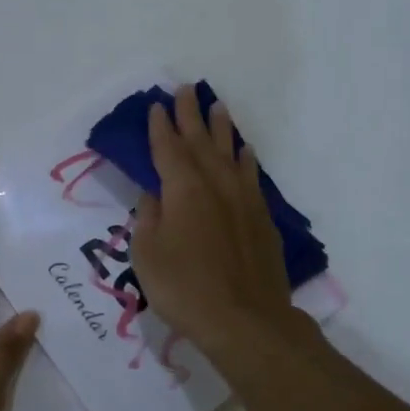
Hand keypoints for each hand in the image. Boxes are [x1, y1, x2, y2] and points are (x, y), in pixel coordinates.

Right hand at [130, 85, 295, 357]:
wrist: (246, 321)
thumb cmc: (184, 288)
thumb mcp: (147, 255)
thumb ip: (148, 218)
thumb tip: (155, 195)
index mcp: (183, 190)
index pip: (167, 149)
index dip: (160, 127)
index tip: (156, 106)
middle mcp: (215, 185)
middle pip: (200, 142)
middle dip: (190, 115)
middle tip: (185, 89)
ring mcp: (243, 200)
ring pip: (230, 153)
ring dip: (221, 129)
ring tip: (217, 106)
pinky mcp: (262, 219)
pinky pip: (252, 176)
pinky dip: (245, 159)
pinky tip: (244, 151)